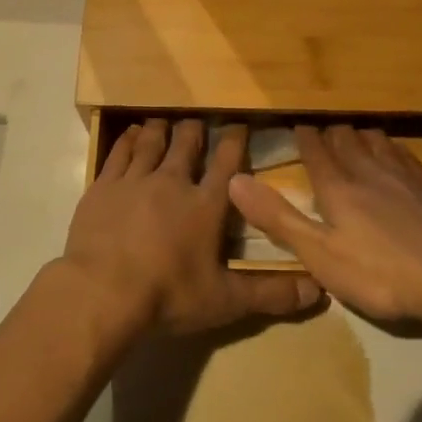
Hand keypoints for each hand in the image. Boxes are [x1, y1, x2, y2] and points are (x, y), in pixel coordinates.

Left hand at [58, 118, 323, 338]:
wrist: (102, 292)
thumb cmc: (168, 295)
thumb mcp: (225, 301)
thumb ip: (271, 294)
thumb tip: (319, 292)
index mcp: (206, 205)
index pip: (227, 163)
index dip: (235, 140)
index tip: (240, 123)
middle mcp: (173, 182)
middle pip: (187, 144)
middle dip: (195, 129)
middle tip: (198, 120)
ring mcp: (135, 180)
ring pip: (153, 143)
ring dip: (162, 129)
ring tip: (165, 119)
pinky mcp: (103, 187)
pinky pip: (120, 153)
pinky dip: (129, 140)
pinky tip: (133, 133)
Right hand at [228, 125, 421, 343]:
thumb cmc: (380, 272)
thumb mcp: (319, 254)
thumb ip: (278, 218)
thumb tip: (233, 180)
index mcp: (337, 188)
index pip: (316, 152)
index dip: (304, 138)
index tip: (296, 123)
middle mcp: (368, 172)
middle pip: (346, 141)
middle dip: (331, 131)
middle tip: (322, 125)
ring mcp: (404, 177)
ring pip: (376, 143)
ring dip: (361, 134)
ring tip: (354, 130)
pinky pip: (405, 155)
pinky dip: (392, 147)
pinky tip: (395, 151)